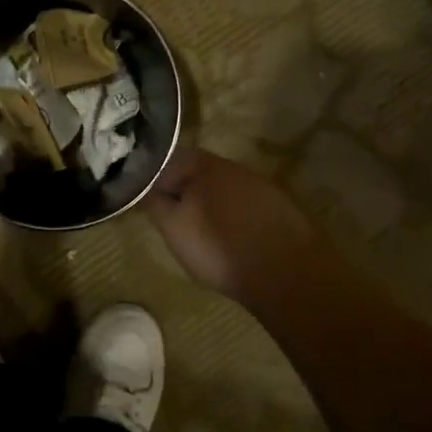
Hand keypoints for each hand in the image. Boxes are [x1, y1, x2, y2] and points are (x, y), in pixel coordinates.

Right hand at [144, 147, 324, 304]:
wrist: (289, 274)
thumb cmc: (219, 247)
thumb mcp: (173, 228)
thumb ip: (154, 201)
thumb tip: (142, 185)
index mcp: (203, 164)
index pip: (168, 157)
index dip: (153, 176)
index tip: (146, 197)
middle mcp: (233, 166)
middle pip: (197, 171)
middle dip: (183, 189)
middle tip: (172, 216)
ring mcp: (261, 185)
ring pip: (223, 188)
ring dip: (210, 202)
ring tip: (202, 231)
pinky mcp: (281, 207)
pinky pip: (246, 204)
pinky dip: (234, 215)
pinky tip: (232, 237)